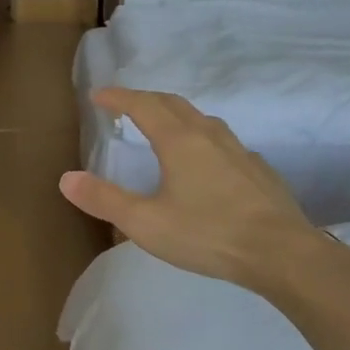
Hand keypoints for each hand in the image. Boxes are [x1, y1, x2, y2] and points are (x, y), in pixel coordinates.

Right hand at [59, 88, 342, 297]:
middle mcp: (209, 136)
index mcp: (179, 141)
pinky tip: (205, 163)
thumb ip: (104, 199)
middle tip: (125, 106)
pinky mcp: (258, 171)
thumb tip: (66, 178)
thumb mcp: (145, 222)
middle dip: (145, 99)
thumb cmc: (208, 234)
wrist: (283, 253)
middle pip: (173, 104)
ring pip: (202, 119)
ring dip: (175, 115)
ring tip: (162, 128)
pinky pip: (223, 141)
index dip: (118, 97)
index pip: (143, 105)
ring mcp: (239, 151)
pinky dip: (201, 138)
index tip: (97, 96)